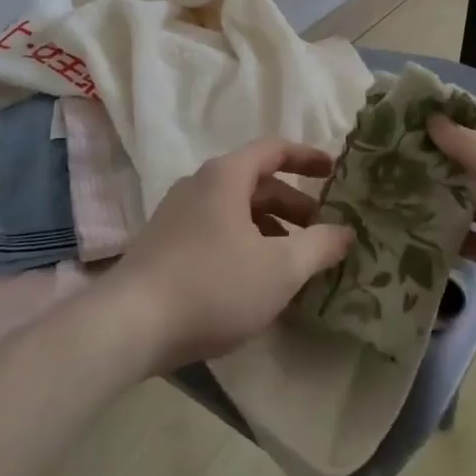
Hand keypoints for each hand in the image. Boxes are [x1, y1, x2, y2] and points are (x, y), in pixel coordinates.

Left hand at [107, 138, 353, 372]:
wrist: (128, 326)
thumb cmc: (213, 285)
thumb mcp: (280, 269)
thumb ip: (320, 246)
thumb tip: (346, 232)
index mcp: (226, 175)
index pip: (275, 149)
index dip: (308, 157)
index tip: (334, 172)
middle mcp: (199, 185)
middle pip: (256, 183)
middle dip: (293, 205)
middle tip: (322, 231)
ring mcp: (176, 215)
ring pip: (235, 211)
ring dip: (270, 229)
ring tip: (294, 263)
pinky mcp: (163, 245)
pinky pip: (216, 232)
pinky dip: (244, 245)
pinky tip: (255, 283)